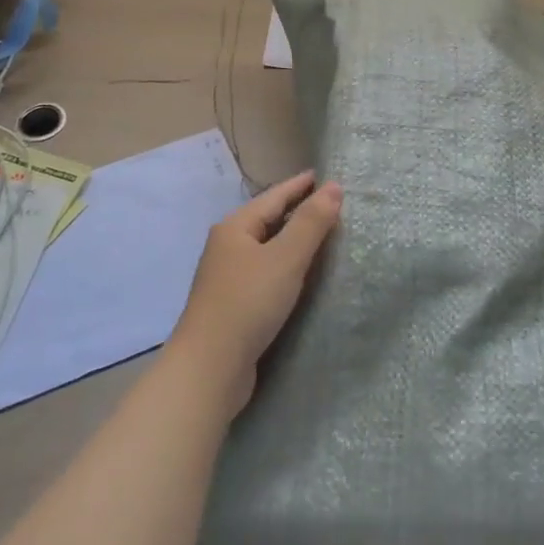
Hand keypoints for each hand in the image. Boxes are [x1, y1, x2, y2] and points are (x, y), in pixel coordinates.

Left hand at [167, 170, 342, 416]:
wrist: (210, 368)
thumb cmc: (248, 303)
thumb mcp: (285, 258)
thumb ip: (311, 223)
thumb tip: (333, 187)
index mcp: (235, 228)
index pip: (273, 197)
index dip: (299, 186)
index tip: (323, 176)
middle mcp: (227, 247)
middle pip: (267, 220)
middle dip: (297, 211)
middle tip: (329, 204)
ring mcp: (228, 278)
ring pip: (267, 249)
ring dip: (292, 241)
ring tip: (321, 237)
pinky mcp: (234, 305)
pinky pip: (266, 273)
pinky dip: (286, 267)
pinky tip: (301, 276)